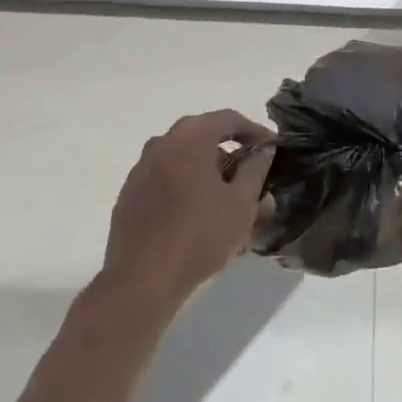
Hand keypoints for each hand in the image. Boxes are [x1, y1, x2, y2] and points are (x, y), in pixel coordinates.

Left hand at [98, 111, 274, 316]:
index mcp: (189, 138)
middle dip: (230, 153)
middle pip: (204, 136)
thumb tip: (262, 150)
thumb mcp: (241, 203)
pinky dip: (186, 187)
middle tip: (250, 176)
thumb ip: (255, 168)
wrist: (141, 282)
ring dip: (208, 172)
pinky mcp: (130, 195)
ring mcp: (141, 169)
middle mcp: (162, 144)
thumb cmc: (199, 236)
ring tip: (227, 202)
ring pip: (184, 159)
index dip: (254, 131)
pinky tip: (198, 216)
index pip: (229, 119)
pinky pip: (166, 179)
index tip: (271, 149)